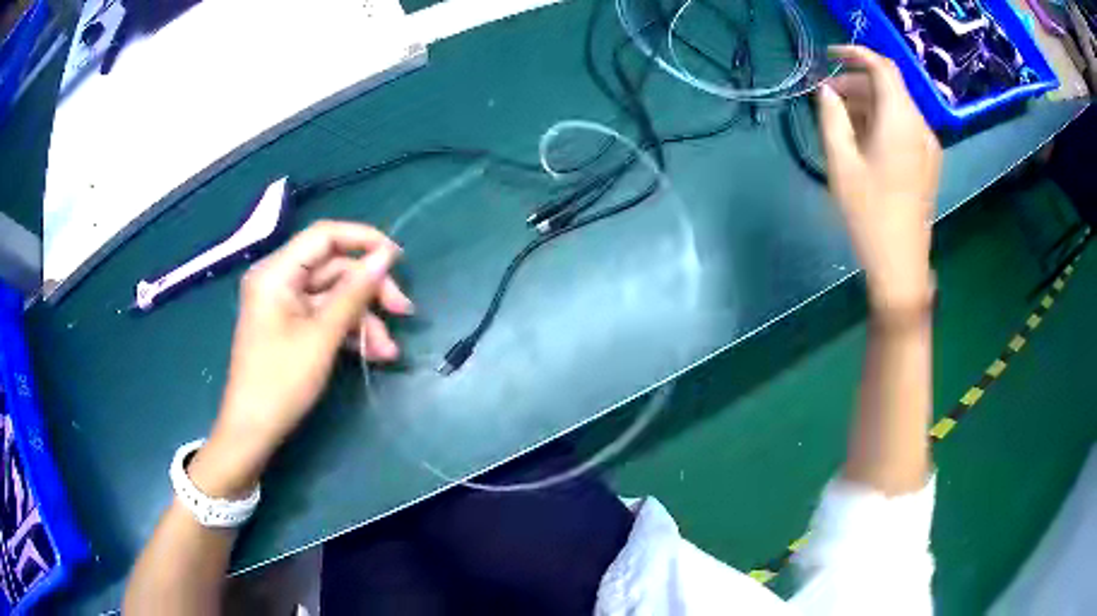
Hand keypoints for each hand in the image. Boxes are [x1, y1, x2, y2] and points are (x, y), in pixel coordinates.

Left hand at [189, 221, 411, 496]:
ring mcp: (285, 304)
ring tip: (388, 352)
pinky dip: (349, 331)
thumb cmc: (281, 382)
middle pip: (334, 268)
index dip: (364, 240)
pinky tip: (373, 354)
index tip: (398, 260)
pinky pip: (326, 316)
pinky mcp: (291, 326)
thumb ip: (354, 292)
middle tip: (404, 312)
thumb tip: (386, 256)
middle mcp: (279, 280)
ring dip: (364, 319)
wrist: (253, 431)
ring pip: (334, 296)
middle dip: (370, 291)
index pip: (325, 236)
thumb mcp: (322, 337)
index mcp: (276, 272)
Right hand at [818, 45, 941, 312]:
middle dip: (857, 83)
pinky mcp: (928, 163)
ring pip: (897, 107)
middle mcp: (920, 126)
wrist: (901, 263)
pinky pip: (904, 127)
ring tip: (841, 121)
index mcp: (901, 121)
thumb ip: (832, 117)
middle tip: (827, 98)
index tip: (829, 56)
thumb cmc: (869, 214)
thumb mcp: (841, 163)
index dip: (855, 54)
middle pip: (890, 87)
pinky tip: (864, 140)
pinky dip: (882, 121)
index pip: (882, 67)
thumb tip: (826, 91)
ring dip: (869, 104)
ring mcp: (928, 146)